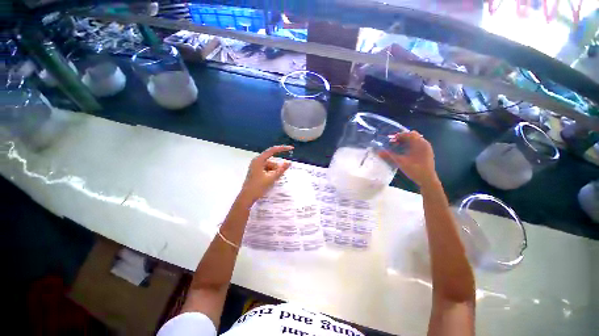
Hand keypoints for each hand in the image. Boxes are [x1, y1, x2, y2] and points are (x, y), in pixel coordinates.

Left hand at [239, 145, 293, 203]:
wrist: (247, 197)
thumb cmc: (258, 187)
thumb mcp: (271, 178)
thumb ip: (281, 170)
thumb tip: (289, 163)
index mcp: (259, 160)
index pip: (272, 150)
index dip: (282, 148)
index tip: (291, 148)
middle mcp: (257, 161)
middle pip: (272, 161)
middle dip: (277, 168)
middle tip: (280, 176)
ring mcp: (256, 166)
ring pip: (270, 166)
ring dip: (274, 172)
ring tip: (274, 180)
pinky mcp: (257, 171)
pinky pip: (267, 169)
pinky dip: (271, 173)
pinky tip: (271, 180)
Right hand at [381, 131, 437, 186]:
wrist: (427, 180)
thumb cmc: (415, 169)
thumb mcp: (400, 162)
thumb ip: (389, 156)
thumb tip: (378, 152)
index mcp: (420, 143)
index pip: (409, 134)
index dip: (398, 135)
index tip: (390, 139)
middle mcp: (424, 143)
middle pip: (412, 136)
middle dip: (401, 138)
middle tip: (392, 143)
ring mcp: (426, 148)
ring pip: (414, 141)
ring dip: (405, 142)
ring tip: (396, 147)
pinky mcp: (426, 153)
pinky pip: (417, 145)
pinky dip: (409, 146)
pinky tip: (403, 152)